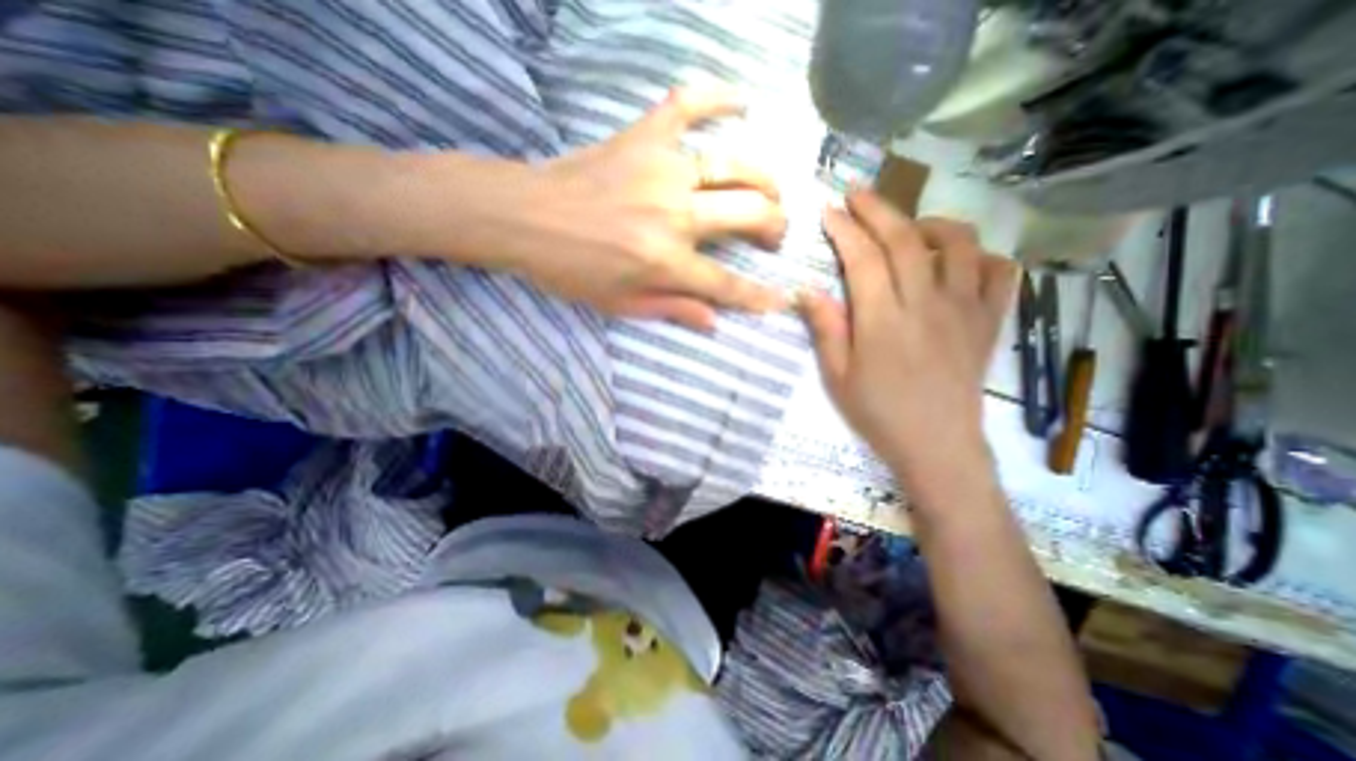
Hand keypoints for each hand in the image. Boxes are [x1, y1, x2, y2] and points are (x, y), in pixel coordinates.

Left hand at [505, 86, 783, 329]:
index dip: (757, 296)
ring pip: (735, 164)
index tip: (781, 299)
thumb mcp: (620, 304)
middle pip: (748, 214)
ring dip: (764, 180)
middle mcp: (674, 214)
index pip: (725, 284)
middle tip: (774, 234)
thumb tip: (714, 322)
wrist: (524, 217)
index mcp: (664, 261)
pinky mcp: (644, 137)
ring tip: (770, 192)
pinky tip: (741, 101)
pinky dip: (719, 97)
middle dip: (774, 227)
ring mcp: (661, 169)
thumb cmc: (571, 269)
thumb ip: (671, 310)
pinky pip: (688, 104)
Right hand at [798, 190, 1017, 487]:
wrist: (938, 446)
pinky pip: (1000, 272)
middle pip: (905, 239)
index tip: (829, 210)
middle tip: (857, 193)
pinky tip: (959, 261)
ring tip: (909, 226)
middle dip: (878, 209)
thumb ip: (825, 329)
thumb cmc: (879, 413)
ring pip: (958, 243)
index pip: (862, 259)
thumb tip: (806, 290)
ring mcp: (965, 309)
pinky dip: (982, 255)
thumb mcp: (837, 376)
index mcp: (882, 321)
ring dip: (930, 223)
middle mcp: (926, 304)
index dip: (844, 229)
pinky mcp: (989, 321)